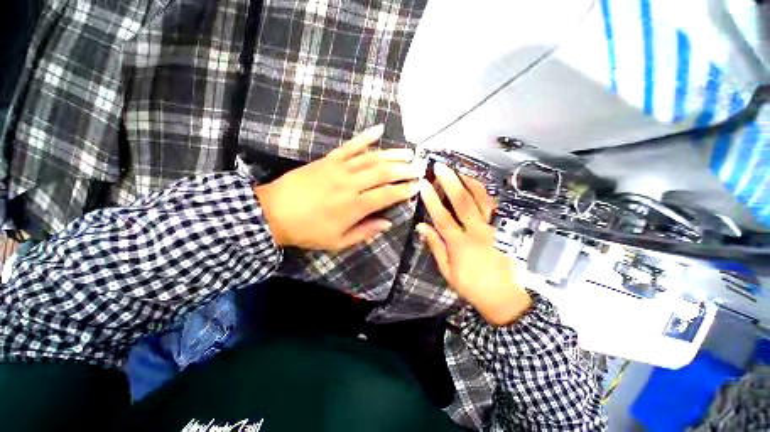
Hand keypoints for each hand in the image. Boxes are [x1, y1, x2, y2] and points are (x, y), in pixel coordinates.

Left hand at [254, 124, 421, 250]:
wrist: (273, 213)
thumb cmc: (307, 231)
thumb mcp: (338, 241)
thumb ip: (365, 232)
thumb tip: (387, 223)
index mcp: (354, 206)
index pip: (387, 195)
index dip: (404, 190)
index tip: (417, 186)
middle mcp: (350, 184)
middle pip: (383, 173)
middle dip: (404, 169)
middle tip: (420, 167)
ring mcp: (339, 168)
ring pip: (371, 158)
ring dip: (392, 154)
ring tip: (409, 152)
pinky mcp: (328, 160)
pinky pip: (349, 146)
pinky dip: (365, 137)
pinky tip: (378, 129)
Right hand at [417, 163, 531, 326]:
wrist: (505, 298)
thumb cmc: (471, 286)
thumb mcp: (447, 271)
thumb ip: (435, 246)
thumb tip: (421, 227)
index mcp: (461, 245)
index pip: (443, 217)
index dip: (432, 200)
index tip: (424, 184)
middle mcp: (478, 233)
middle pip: (464, 202)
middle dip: (451, 182)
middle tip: (441, 168)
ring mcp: (494, 229)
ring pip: (483, 200)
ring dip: (469, 182)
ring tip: (458, 171)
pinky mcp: (504, 229)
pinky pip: (494, 206)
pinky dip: (485, 193)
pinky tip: (476, 185)